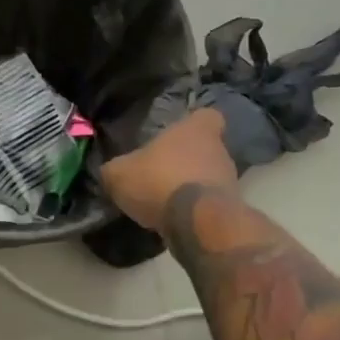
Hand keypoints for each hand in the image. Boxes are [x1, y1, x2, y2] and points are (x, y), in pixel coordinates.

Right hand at [102, 109, 237, 231]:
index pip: (207, 115)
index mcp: (196, 130)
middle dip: (188, 160)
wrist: (198, 224)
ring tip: (166, 200)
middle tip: (163, 172)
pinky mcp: (231, 210)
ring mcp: (230, 181)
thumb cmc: (159, 182)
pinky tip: (175, 219)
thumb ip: (114, 169)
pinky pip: (210, 204)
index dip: (194, 124)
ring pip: (210, 177)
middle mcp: (219, 151)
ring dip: (191, 186)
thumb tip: (109, 172)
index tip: (179, 134)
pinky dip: (195, 210)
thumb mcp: (120, 174)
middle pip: (207, 149)